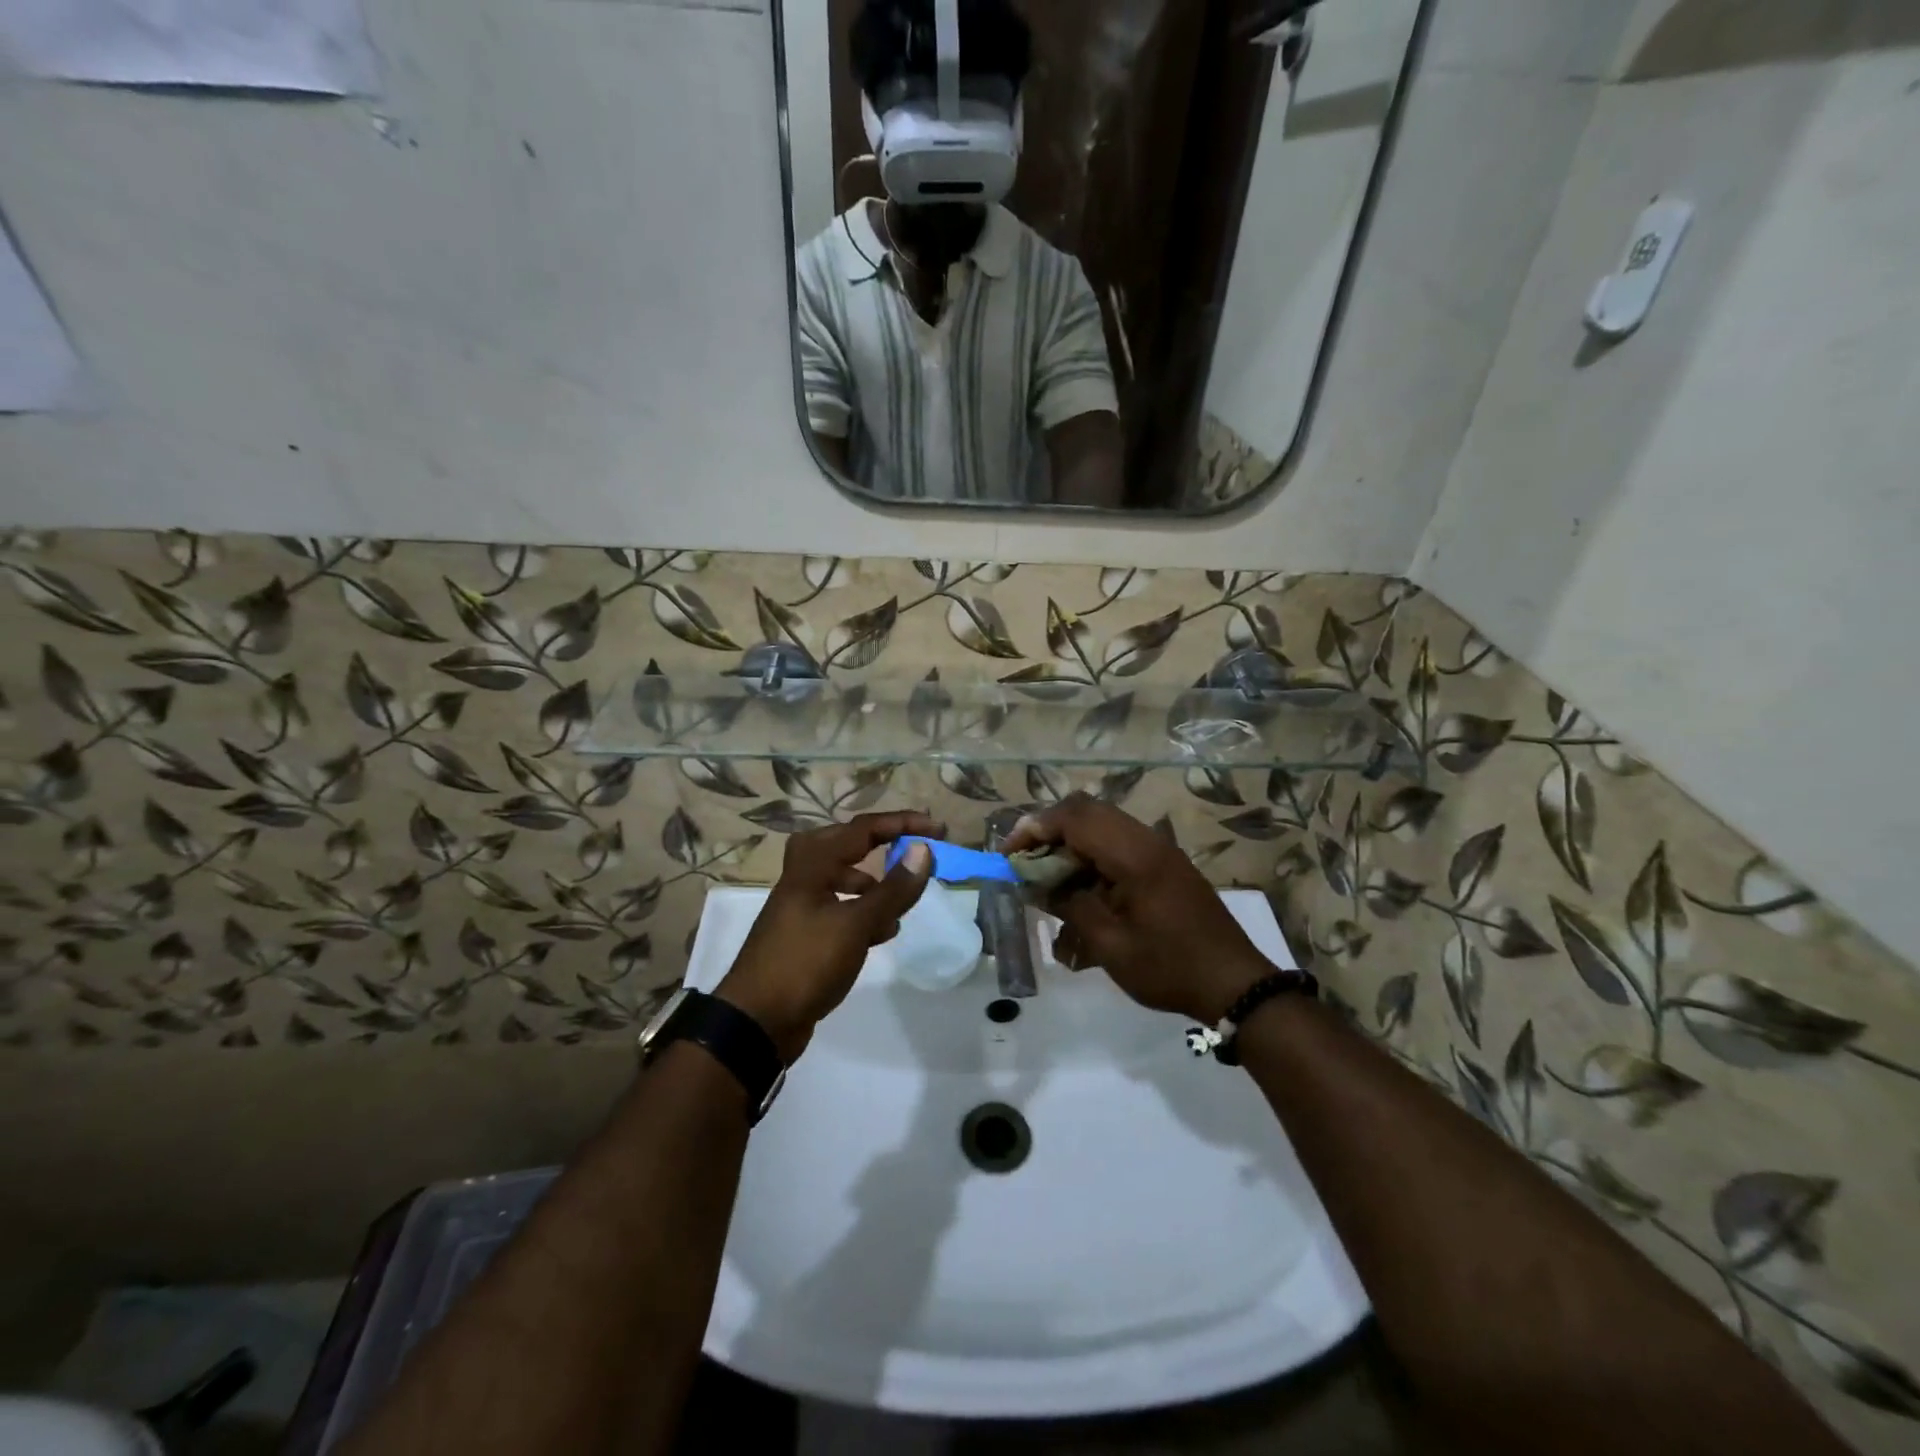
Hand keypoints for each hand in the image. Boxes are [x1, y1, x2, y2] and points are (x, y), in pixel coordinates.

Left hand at [716, 811, 936, 1059]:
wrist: (756, 1022)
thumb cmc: (805, 963)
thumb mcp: (855, 925)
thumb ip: (892, 890)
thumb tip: (924, 850)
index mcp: (811, 865)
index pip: (862, 829)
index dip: (902, 823)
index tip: (937, 829)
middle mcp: (803, 878)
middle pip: (845, 844)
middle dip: (880, 843)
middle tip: (911, 849)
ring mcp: (801, 906)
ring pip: (842, 877)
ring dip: (873, 882)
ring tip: (901, 901)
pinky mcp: (805, 934)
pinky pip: (840, 908)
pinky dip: (863, 911)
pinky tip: (883, 932)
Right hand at [1006, 795, 1272, 1024]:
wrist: (1234, 983)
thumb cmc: (1168, 967)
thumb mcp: (1110, 944)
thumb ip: (1069, 905)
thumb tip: (1037, 883)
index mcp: (1134, 854)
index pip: (1074, 816)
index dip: (1035, 827)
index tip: (1010, 853)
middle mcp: (1147, 840)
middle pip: (1087, 810)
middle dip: (1050, 830)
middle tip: (1026, 861)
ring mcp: (1159, 850)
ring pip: (1103, 825)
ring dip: (1071, 843)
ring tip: (1049, 878)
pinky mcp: (1165, 865)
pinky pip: (1119, 844)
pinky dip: (1092, 856)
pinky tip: (1082, 890)